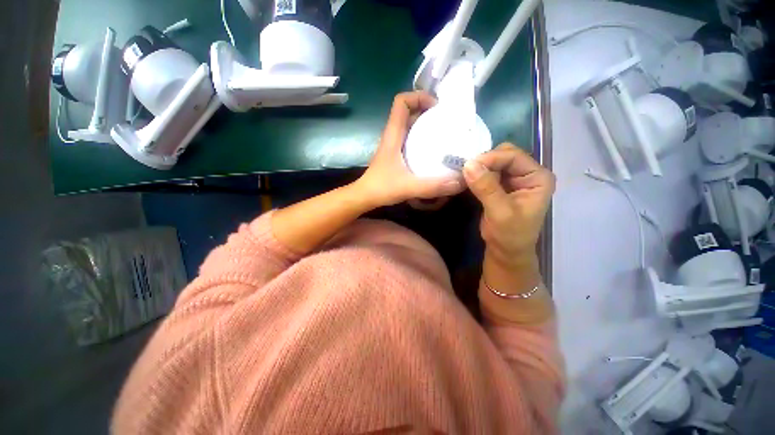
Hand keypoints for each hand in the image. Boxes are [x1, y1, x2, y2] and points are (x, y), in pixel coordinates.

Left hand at [355, 91, 464, 206]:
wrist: (365, 197)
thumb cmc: (381, 188)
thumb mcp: (408, 187)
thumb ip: (432, 186)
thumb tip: (460, 181)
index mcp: (393, 135)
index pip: (401, 102)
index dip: (419, 97)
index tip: (437, 107)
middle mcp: (393, 137)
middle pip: (409, 113)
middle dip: (428, 111)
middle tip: (448, 121)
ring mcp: (394, 147)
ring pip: (410, 127)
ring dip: (425, 126)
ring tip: (445, 134)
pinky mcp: (396, 157)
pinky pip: (410, 141)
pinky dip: (422, 141)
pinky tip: (433, 153)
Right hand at [463, 144, 554, 264]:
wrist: (506, 251)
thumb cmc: (510, 235)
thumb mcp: (500, 212)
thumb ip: (486, 188)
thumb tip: (468, 164)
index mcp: (538, 178)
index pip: (514, 157)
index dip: (491, 158)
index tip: (468, 165)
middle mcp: (528, 174)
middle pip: (504, 155)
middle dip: (485, 161)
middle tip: (466, 171)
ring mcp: (513, 179)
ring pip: (494, 163)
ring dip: (479, 167)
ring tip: (464, 174)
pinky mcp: (500, 186)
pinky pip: (487, 173)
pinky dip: (476, 175)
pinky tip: (467, 179)